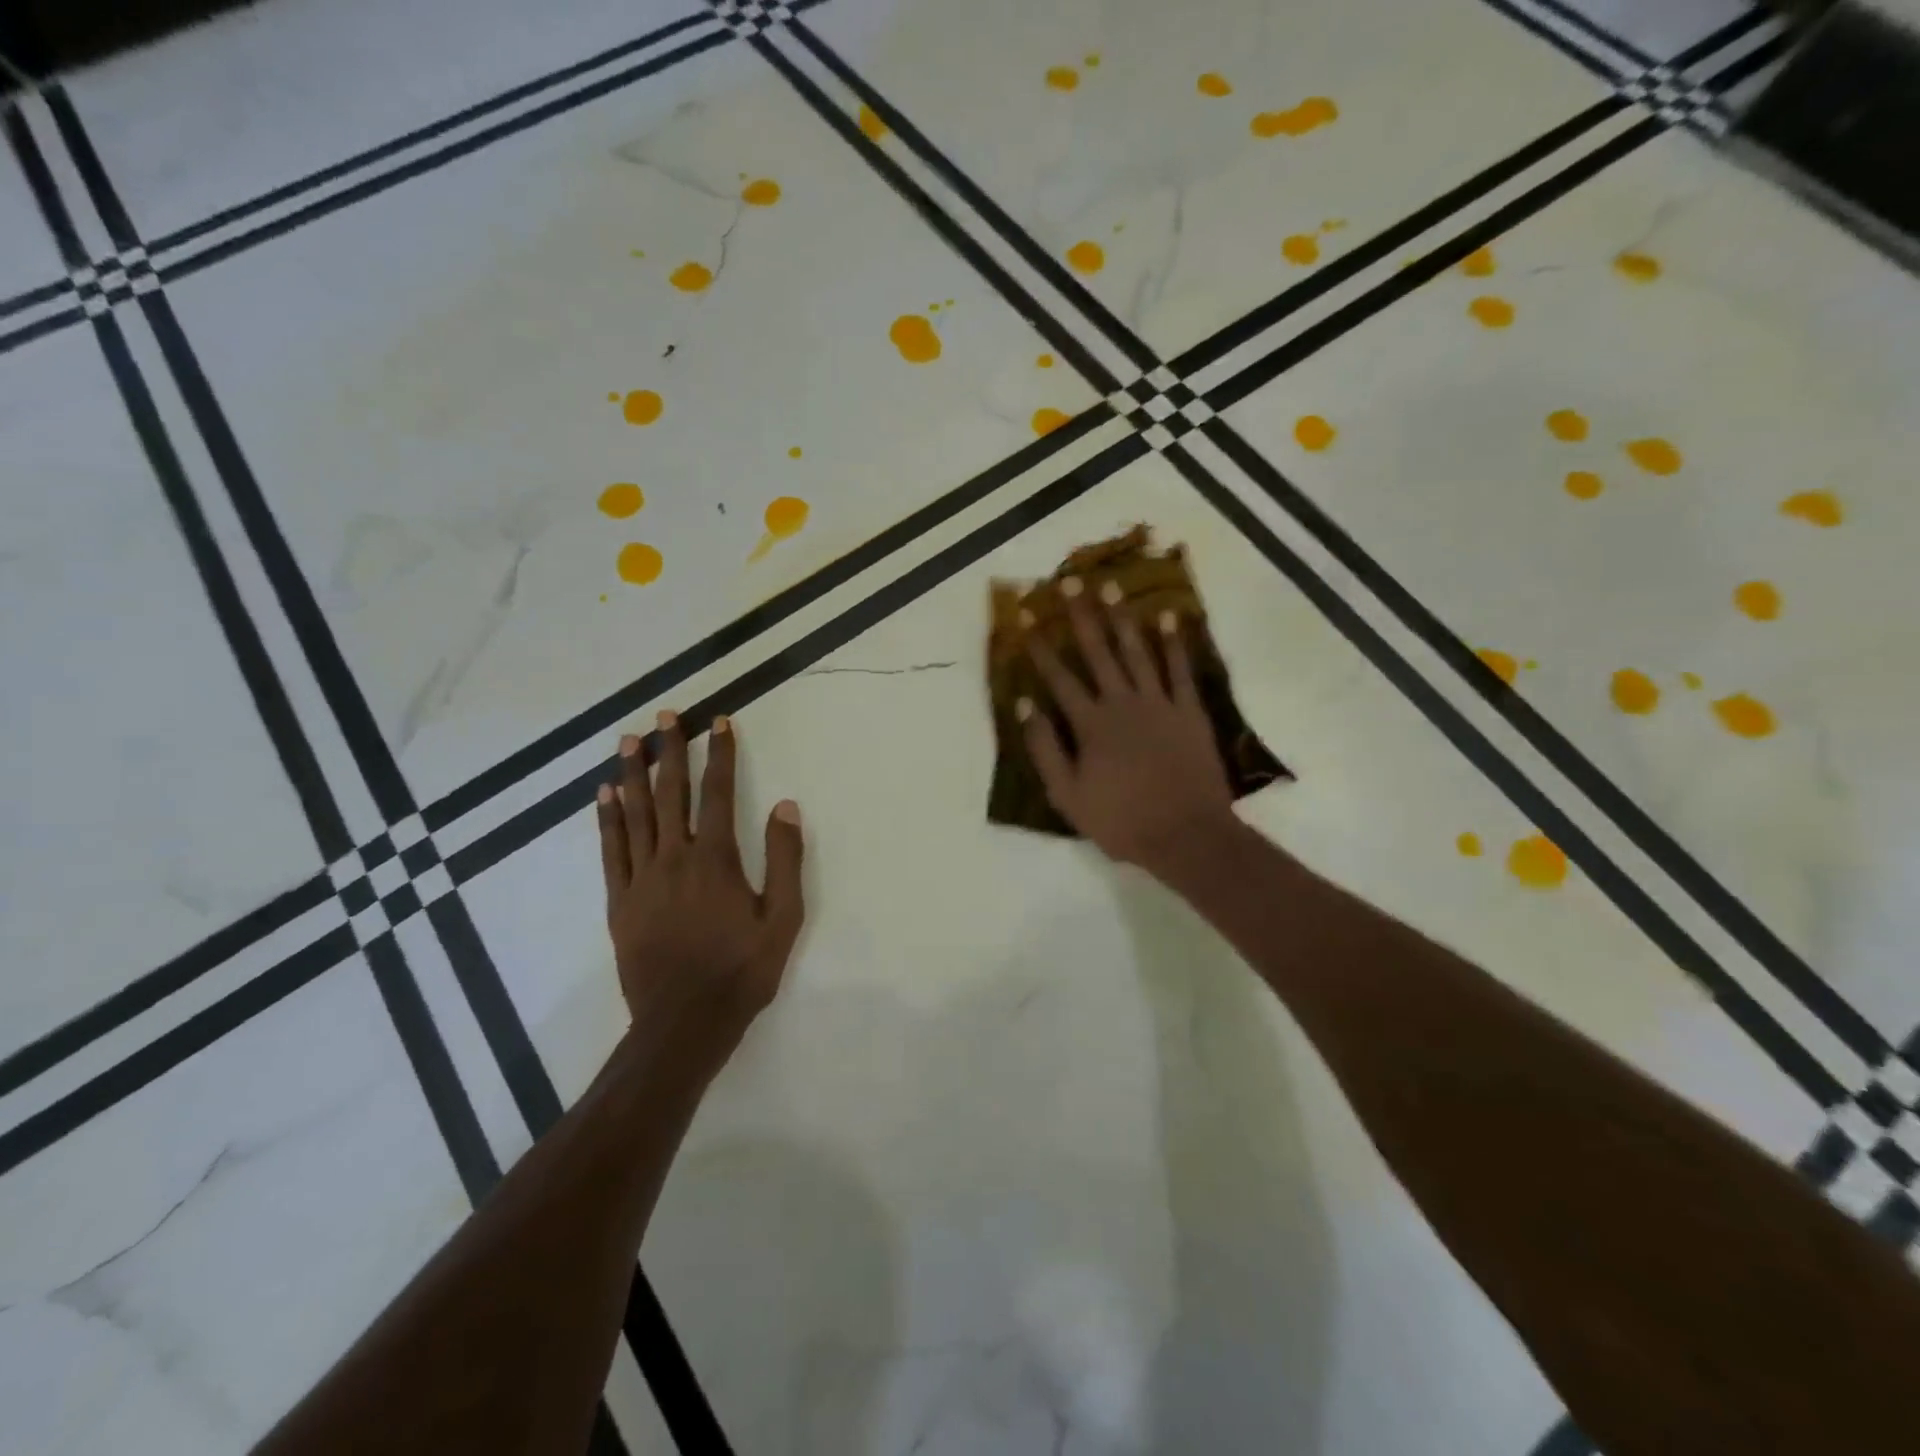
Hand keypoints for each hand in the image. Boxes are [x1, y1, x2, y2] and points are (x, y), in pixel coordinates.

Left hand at [596, 711, 804, 1062]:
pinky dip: (608, 820)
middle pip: (671, 794)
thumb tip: (785, 806)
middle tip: (664, 716)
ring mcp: (641, 879)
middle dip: (669, 751)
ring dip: (633, 774)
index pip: (718, 793)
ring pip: (636, 814)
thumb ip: (785, 859)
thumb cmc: (742, 970)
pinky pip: (611, 851)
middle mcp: (675, 858)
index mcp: (716, 859)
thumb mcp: (783, 918)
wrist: (684, 1023)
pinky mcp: (620, 902)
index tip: (718, 722)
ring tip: (628, 741)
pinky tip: (605, 796)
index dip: (720, 754)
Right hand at [1021, 579, 1235, 875]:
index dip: (1039, 646)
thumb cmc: (1121, 821)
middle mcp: (1122, 703)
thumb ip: (1045, 749)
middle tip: (1071, 583)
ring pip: (1137, 652)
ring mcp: (1159, 703)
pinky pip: (1180, 670)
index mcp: (1090, 724)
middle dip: (1081, 616)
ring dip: (1122, 619)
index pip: (1059, 677)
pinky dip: (1173, 643)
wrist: (1186, 835)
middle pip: (1098, 652)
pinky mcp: (1189, 711)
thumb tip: (1026, 706)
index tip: (1026, 616)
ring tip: (1111, 588)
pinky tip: (1166, 618)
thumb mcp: (1067, 795)